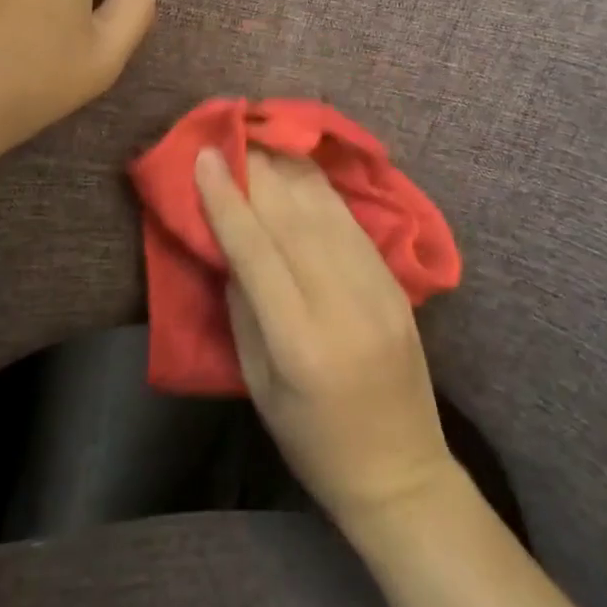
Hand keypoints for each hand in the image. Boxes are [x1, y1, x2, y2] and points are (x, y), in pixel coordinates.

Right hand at [196, 147, 456, 530]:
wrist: (402, 472)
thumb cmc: (313, 443)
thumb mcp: (260, 387)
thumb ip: (245, 310)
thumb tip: (232, 245)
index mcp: (300, 343)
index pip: (257, 252)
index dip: (228, 199)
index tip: (205, 158)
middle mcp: (343, 306)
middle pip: (294, 221)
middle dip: (258, 171)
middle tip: (231, 135)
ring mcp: (379, 292)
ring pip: (327, 214)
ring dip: (291, 170)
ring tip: (264, 139)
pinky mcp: (397, 287)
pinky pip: (354, 226)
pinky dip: (324, 192)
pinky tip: (304, 170)